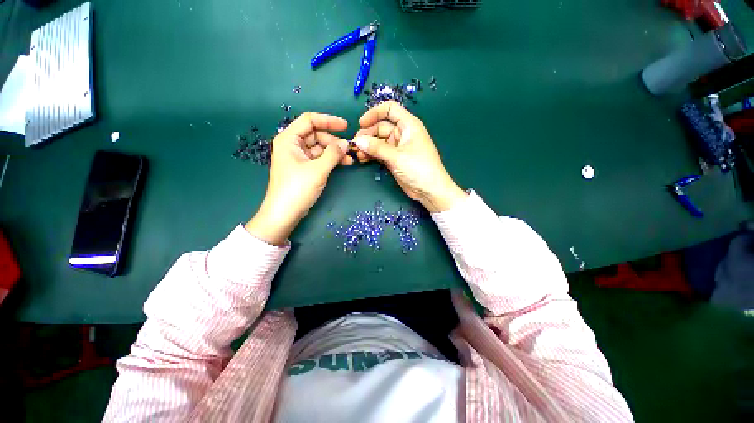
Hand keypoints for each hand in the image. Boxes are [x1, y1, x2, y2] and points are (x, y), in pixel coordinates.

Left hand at [245, 113, 349, 244]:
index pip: (309, 120)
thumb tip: (346, 143)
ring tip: (350, 159)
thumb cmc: (297, 189)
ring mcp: (298, 157)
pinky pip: (319, 159)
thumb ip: (333, 154)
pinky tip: (343, 163)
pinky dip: (331, 160)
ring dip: (335, 152)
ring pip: (320, 148)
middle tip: (349, 149)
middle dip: (334, 141)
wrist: (284, 214)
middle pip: (316, 135)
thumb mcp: (318, 170)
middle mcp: (292, 145)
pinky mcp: (304, 168)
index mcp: (289, 139)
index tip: (346, 126)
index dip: (328, 121)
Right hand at [353, 101, 466, 212]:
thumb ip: (377, 148)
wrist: (429, 190)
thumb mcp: (397, 156)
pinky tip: (363, 159)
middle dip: (367, 135)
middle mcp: (402, 133)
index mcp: (408, 125)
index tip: (361, 123)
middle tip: (355, 145)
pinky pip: (379, 152)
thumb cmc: (419, 168)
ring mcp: (397, 147)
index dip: (374, 113)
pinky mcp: (394, 159)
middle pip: (380, 126)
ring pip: (378, 141)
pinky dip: (371, 155)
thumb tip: (358, 141)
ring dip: (367, 146)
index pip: (389, 109)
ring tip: (357, 154)